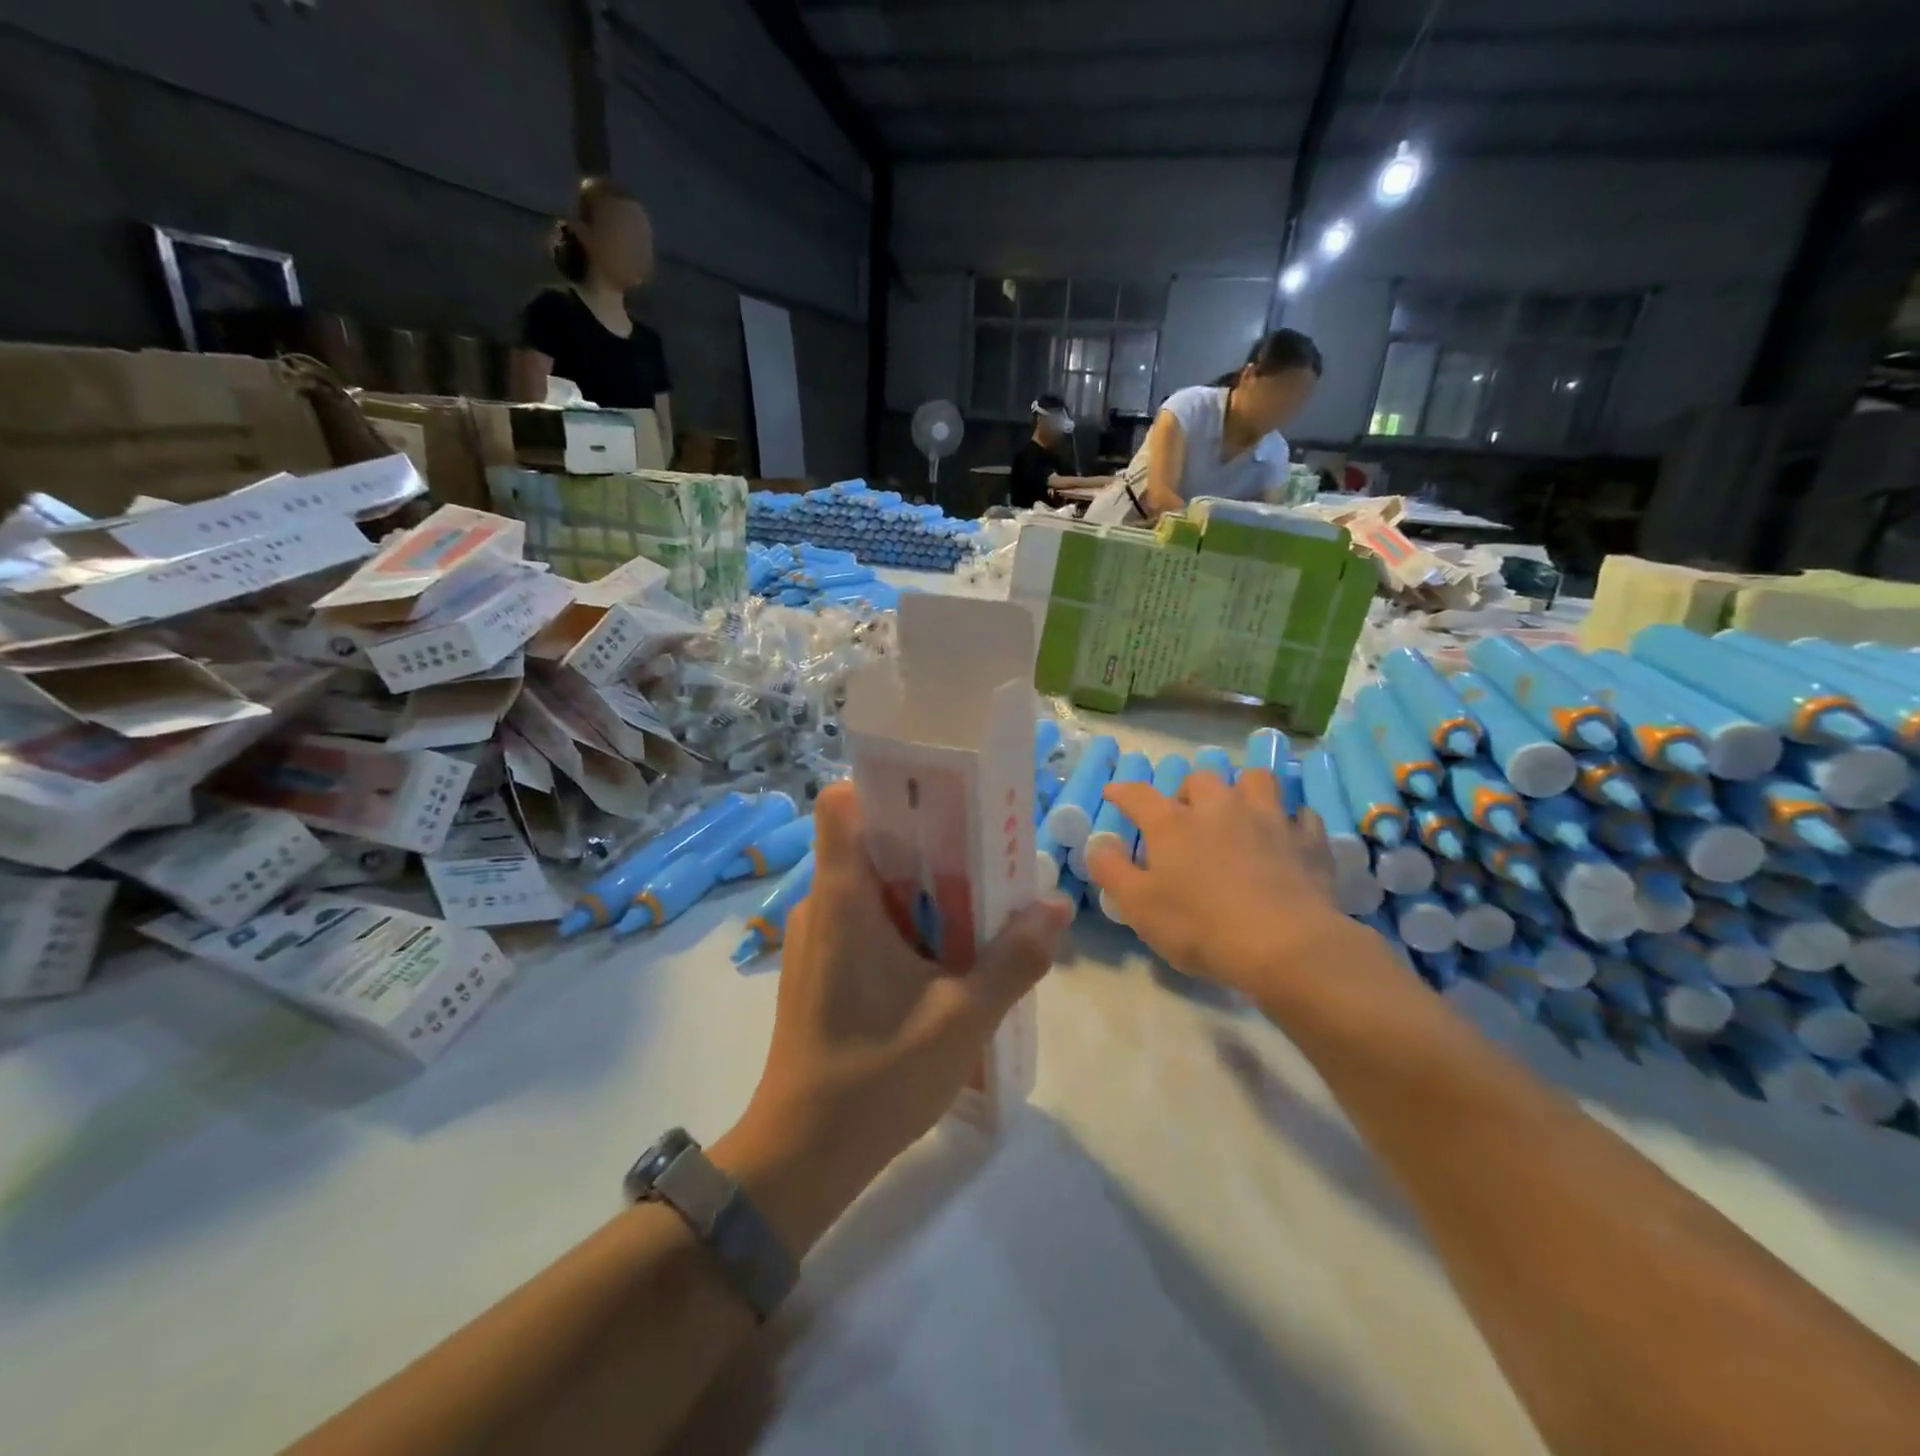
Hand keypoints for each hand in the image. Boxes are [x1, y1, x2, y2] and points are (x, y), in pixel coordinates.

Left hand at [726, 783, 1070, 1244]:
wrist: (800, 1157)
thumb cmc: (876, 1078)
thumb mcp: (962, 1019)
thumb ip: (1014, 959)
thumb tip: (1055, 906)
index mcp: (842, 897)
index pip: (842, 803)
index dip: (888, 788)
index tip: (943, 802)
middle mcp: (820, 904)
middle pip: (871, 843)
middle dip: (929, 844)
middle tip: (987, 859)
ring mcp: (815, 938)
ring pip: (870, 886)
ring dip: (921, 890)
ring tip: (977, 908)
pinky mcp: (818, 969)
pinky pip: (862, 920)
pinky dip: (902, 923)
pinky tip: (942, 959)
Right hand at [1085, 766, 1361, 1003]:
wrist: (1286, 945)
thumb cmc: (1201, 927)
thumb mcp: (1139, 907)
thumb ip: (1112, 871)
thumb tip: (1099, 844)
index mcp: (1173, 824)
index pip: (1138, 795)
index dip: (1122, 792)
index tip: (1113, 794)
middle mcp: (1219, 808)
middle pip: (1201, 779)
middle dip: (1189, 792)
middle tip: (1186, 817)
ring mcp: (1268, 819)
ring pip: (1255, 781)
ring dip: (1242, 790)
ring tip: (1238, 812)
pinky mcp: (1308, 840)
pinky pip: (1301, 815)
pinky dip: (1290, 821)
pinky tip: (1286, 836)